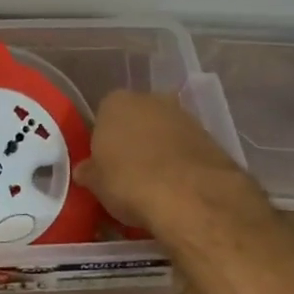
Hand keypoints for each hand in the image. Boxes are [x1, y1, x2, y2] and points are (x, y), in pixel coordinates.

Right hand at [77, 89, 263, 237]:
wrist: (189, 195)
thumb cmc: (129, 181)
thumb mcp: (97, 184)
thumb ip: (90, 172)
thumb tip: (84, 171)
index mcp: (115, 102)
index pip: (103, 117)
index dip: (104, 142)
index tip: (105, 165)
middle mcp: (149, 99)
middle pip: (136, 120)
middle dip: (133, 141)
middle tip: (128, 174)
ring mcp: (182, 115)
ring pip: (163, 132)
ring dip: (159, 151)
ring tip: (155, 184)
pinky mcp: (208, 136)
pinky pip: (185, 148)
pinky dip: (181, 163)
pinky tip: (178, 187)